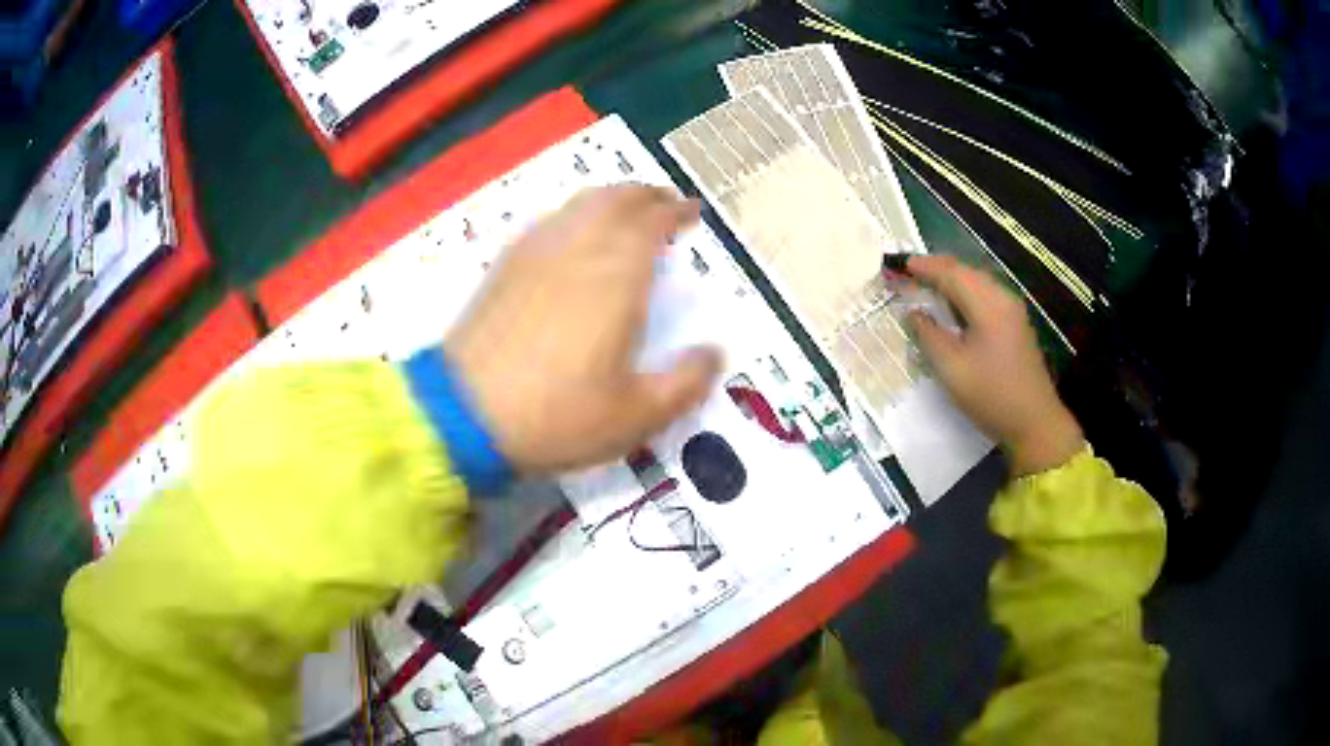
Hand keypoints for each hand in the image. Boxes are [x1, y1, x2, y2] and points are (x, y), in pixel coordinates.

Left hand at [445, 186, 722, 475]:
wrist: (463, 416)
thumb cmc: (556, 416)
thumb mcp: (636, 416)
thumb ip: (685, 383)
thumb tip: (714, 353)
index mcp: (616, 277)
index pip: (652, 222)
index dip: (676, 211)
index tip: (692, 212)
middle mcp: (577, 249)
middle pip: (616, 199)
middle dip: (647, 195)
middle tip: (666, 204)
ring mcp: (535, 253)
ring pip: (579, 204)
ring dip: (611, 198)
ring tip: (627, 212)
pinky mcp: (505, 265)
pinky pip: (549, 220)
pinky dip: (574, 214)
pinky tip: (573, 235)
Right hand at [905, 255, 1084, 475]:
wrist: (1035, 422)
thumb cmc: (991, 395)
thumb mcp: (952, 369)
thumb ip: (929, 335)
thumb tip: (914, 312)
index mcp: (988, 305)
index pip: (951, 273)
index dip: (923, 266)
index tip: (897, 264)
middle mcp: (1002, 298)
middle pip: (965, 272)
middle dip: (936, 269)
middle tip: (908, 272)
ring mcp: (1012, 310)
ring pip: (976, 282)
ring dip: (950, 280)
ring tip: (925, 284)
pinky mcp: (1015, 323)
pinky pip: (985, 295)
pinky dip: (964, 292)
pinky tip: (953, 305)